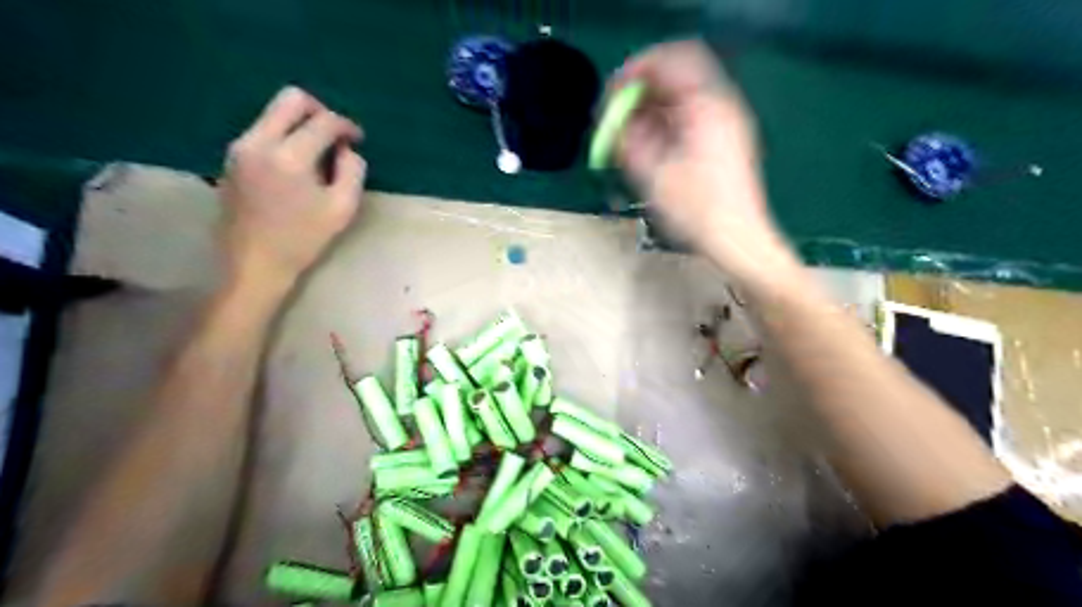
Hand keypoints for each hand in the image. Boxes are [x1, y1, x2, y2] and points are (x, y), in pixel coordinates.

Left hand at [218, 85, 368, 291]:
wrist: (254, 263)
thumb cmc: (303, 239)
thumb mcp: (342, 208)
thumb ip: (352, 171)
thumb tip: (347, 149)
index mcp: (289, 156)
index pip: (323, 121)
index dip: (346, 126)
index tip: (357, 139)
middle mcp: (259, 141)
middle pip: (291, 99)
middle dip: (320, 110)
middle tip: (335, 135)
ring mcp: (240, 147)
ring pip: (274, 113)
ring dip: (301, 124)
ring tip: (319, 153)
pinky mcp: (232, 157)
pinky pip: (263, 130)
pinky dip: (285, 136)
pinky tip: (297, 164)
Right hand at [616, 40, 792, 282]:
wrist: (738, 241)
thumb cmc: (697, 211)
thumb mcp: (653, 175)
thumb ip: (628, 140)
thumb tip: (611, 120)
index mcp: (705, 107)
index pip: (669, 62)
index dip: (635, 73)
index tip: (612, 95)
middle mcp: (720, 106)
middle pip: (676, 79)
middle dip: (641, 95)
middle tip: (616, 119)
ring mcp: (725, 124)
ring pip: (681, 101)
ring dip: (651, 112)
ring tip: (629, 140)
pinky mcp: (725, 142)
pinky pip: (690, 119)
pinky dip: (666, 126)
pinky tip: (651, 150)